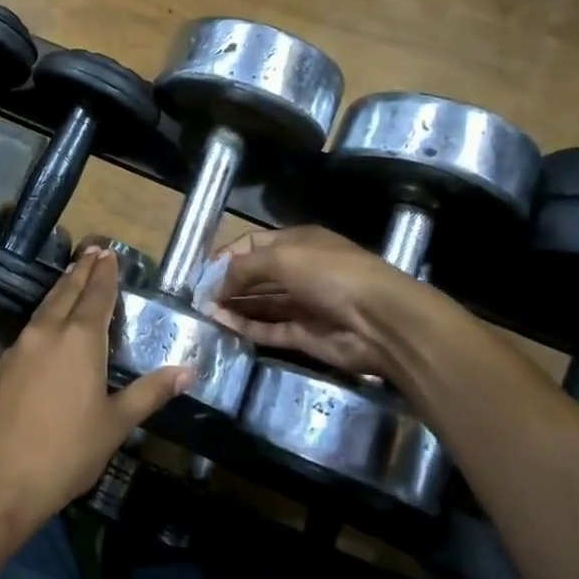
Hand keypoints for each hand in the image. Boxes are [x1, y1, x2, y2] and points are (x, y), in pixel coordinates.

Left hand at [0, 248, 191, 521]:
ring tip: (71, 277)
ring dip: (60, 290)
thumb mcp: (116, 424)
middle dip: (81, 271)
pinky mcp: (0, 367)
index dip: (104, 274)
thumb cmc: (68, 452)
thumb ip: (149, 393)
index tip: (109, 253)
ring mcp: (18, 348)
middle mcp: (47, 333)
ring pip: (43, 308)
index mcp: (79, 340)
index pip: (96, 296)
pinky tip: (45, 328)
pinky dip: (42, 317)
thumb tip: (188, 370)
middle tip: (92, 251)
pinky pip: (27, 330)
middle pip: (66, 292)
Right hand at [208, 225, 445, 377]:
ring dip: (234, 307)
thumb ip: (243, 268)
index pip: (254, 245)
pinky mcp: (305, 335)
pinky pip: (269, 329)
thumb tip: (216, 284)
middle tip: (198, 297)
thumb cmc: (330, 274)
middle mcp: (301, 271)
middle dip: (228, 283)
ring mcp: (303, 305)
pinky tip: (222, 326)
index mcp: (299, 243)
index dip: (228, 256)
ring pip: (261, 304)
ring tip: (204, 313)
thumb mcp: (282, 258)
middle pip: (256, 276)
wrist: (380, 321)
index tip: (202, 272)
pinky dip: (246, 327)